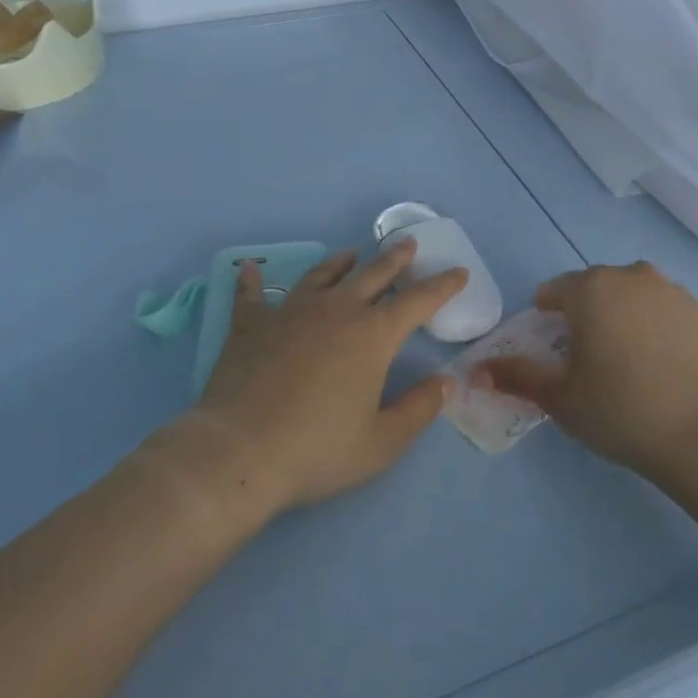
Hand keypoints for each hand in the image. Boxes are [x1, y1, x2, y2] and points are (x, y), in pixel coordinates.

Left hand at [193, 241, 466, 513]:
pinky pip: (253, 295)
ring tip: (351, 254)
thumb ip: (418, 410)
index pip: (418, 301)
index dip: (442, 285)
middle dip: (396, 260)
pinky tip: (249, 268)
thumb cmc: (317, 450)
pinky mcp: (252, 324)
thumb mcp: (381, 443)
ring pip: (322, 276)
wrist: (239, 451)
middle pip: (373, 275)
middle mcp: (336, 311)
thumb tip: (445, 383)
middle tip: (409, 245)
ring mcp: (291, 312)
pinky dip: (253, 281)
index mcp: (373, 335)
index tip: (458, 272)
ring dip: (341, 263)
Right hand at [480, 262, 697, 478]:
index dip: (547, 312)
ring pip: (633, 293)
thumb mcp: (559, 398)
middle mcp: (630, 277)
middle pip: (596, 286)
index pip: (556, 289)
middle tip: (586, 353)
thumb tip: (478, 370)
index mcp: (590, 289)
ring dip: (622, 312)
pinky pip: (665, 309)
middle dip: (585, 310)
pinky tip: (660, 361)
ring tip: (625, 355)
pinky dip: (656, 324)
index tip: (549, 340)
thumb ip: (517, 377)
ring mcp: (670, 290)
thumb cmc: (620, 409)